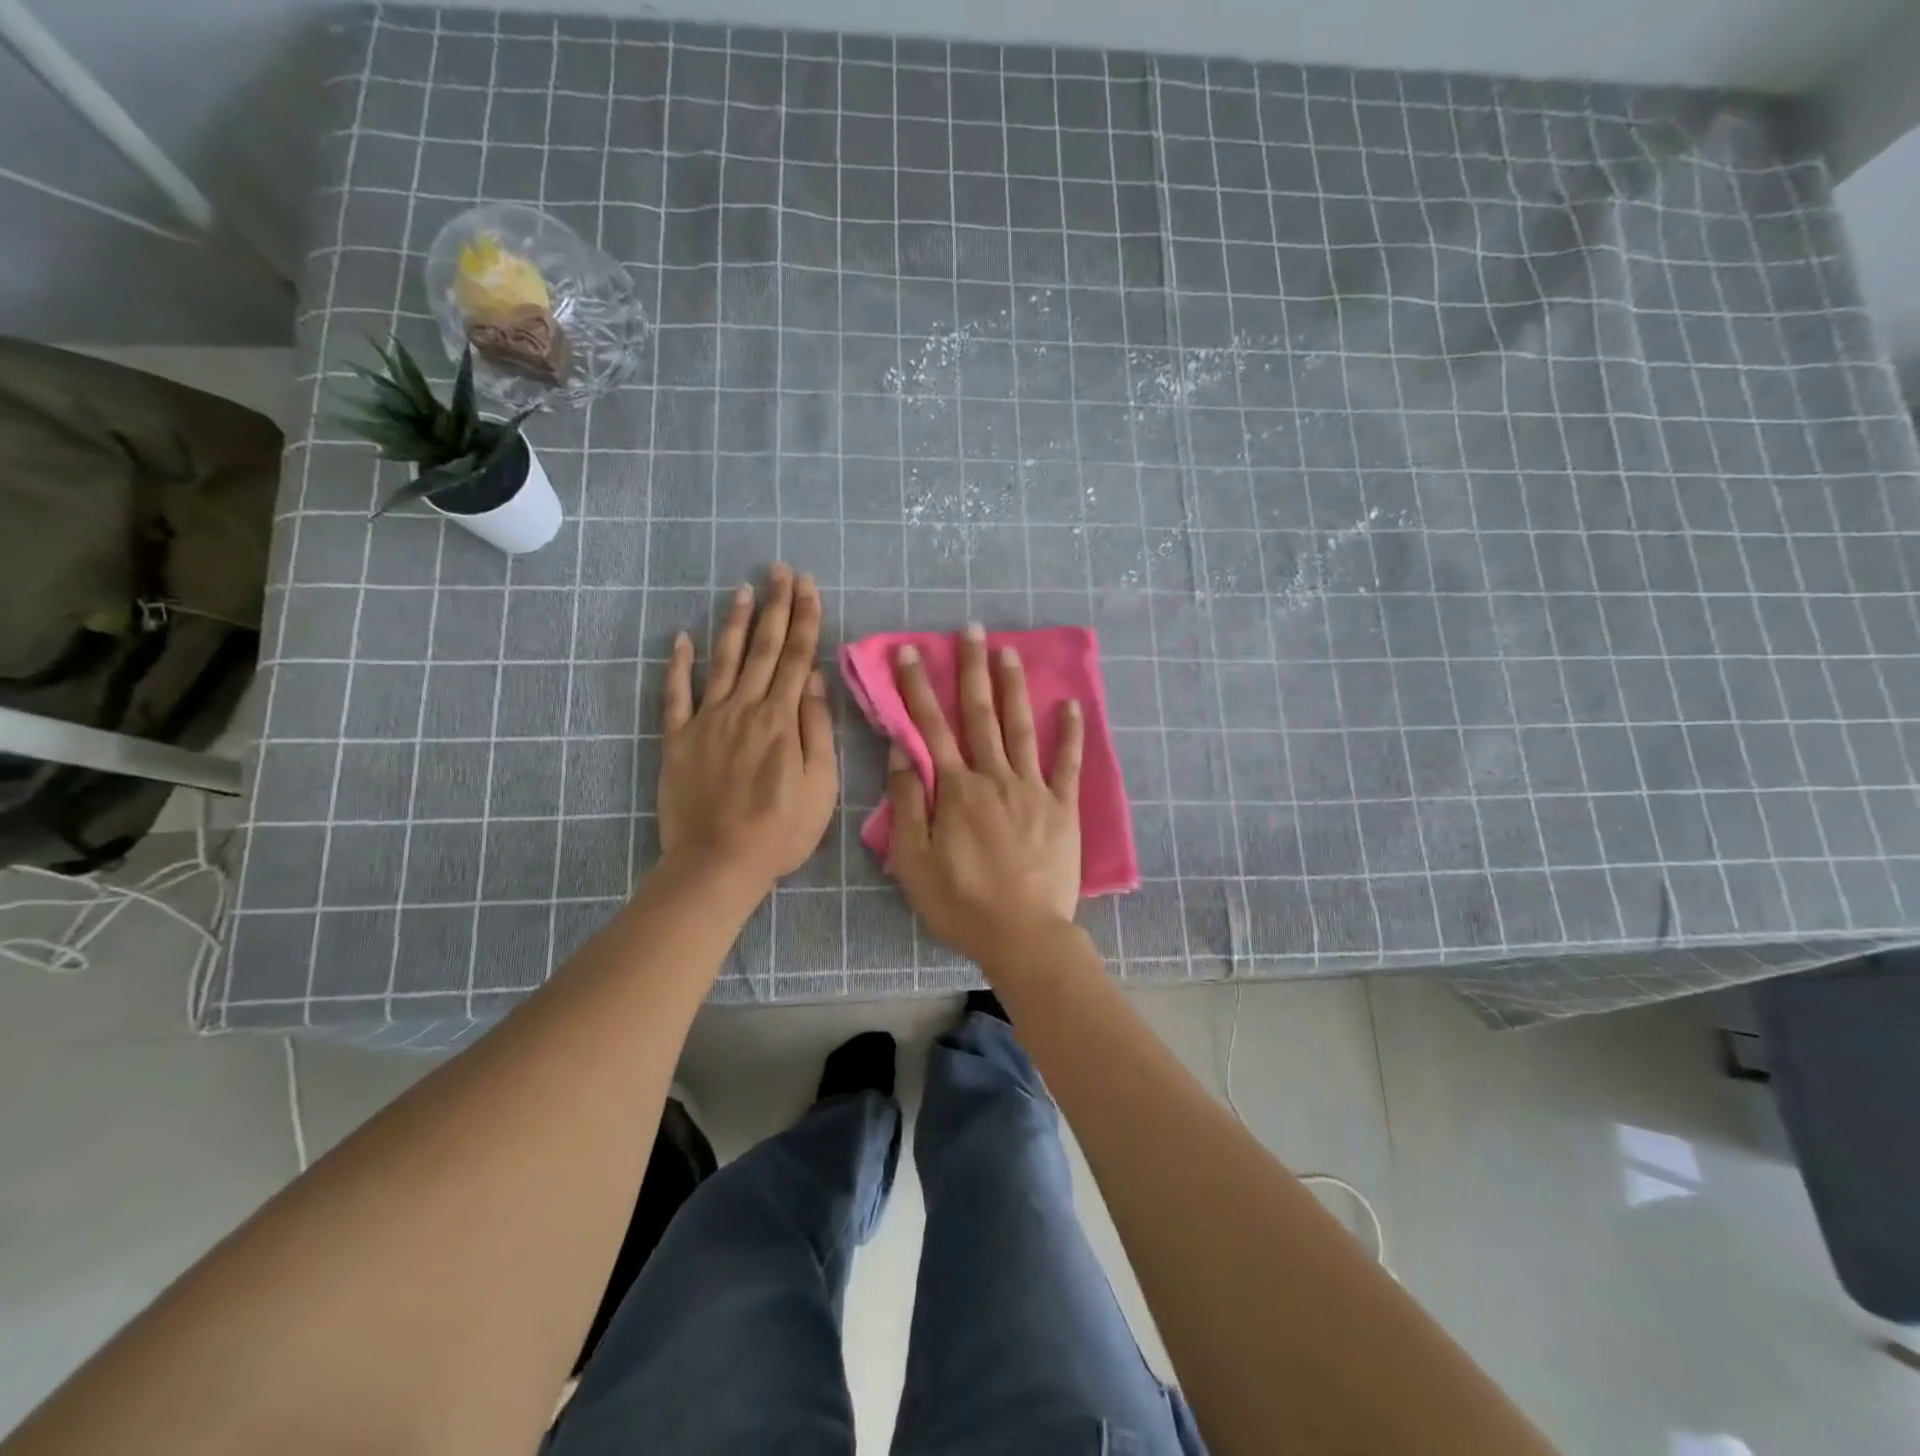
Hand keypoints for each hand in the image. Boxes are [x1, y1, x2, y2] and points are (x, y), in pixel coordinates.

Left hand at [659, 564, 836, 890]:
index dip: (804, 618)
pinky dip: (678, 664)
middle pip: (763, 648)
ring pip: (723, 660)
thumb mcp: (821, 786)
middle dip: (775, 606)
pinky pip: (676, 695)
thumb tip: (814, 680)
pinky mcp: (678, 739)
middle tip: (780, 570)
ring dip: (734, 623)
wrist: (718, 863)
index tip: (808, 585)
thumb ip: (817, 729)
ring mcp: (707, 721)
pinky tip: (681, 638)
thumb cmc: (781, 830)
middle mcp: (744, 708)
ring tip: (743, 590)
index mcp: (782, 719)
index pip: (797, 657)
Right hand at [886, 624, 1084, 966]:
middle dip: (972, 670)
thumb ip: (907, 804)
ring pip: (1021, 727)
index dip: (918, 688)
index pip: (930, 728)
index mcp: (956, 789)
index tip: (911, 652)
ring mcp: (1033, 789)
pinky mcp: (1062, 807)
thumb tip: (901, 754)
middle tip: (971, 630)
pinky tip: (1072, 704)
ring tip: (1009, 651)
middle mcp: (994, 777)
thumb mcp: (913, 861)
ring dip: (1013, 687)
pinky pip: (1067, 763)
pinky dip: (1071, 733)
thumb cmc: (960, 902)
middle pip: (980, 715)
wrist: (1023, 934)